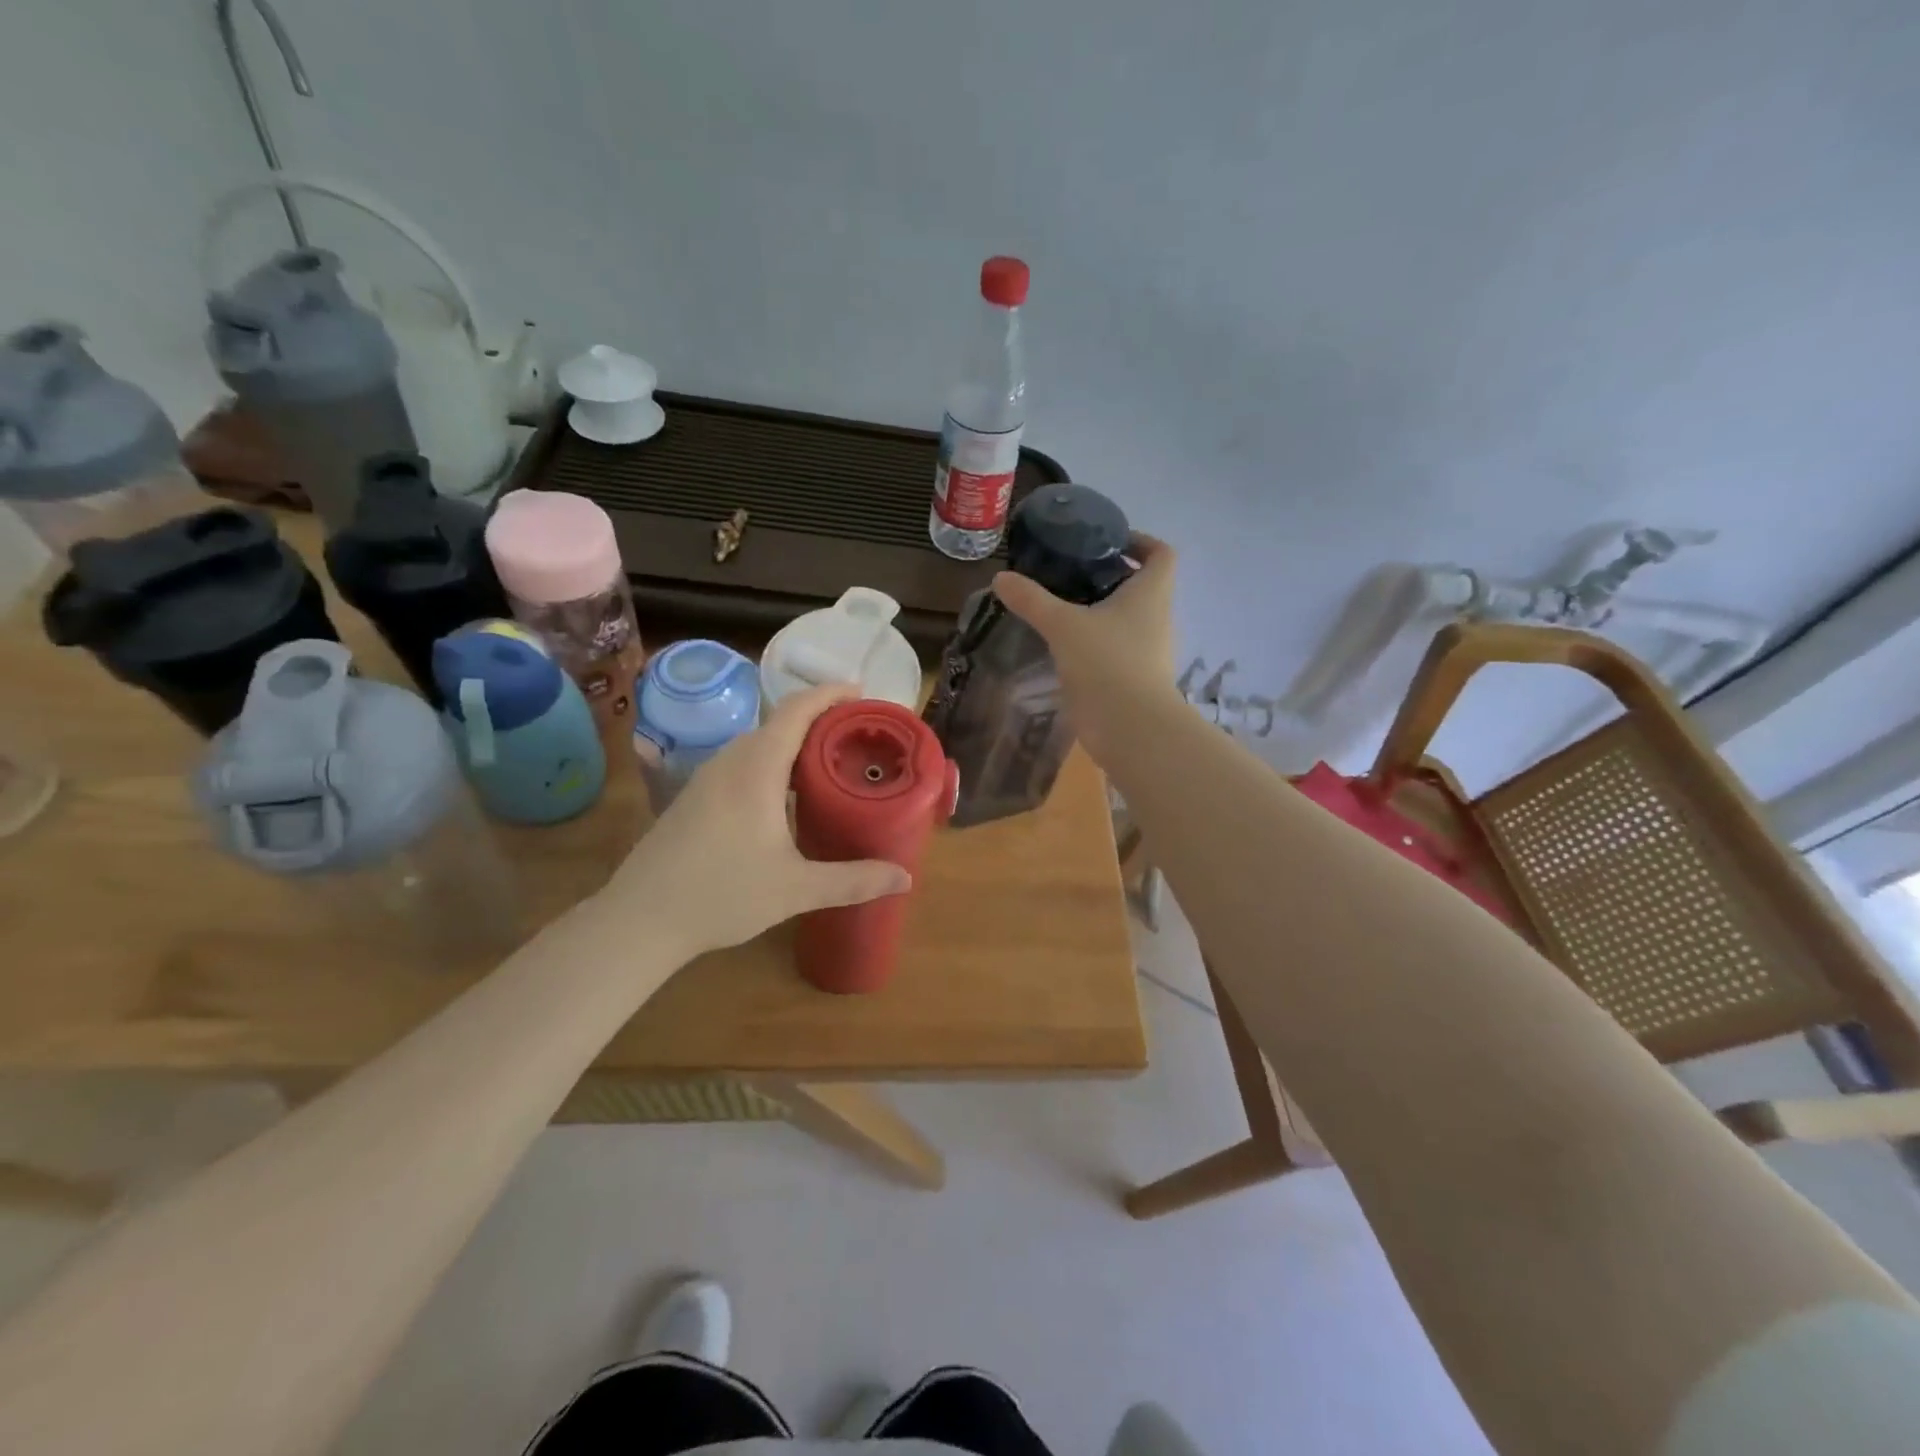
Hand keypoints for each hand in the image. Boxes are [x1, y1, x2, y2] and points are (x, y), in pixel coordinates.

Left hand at [604, 684, 911, 958]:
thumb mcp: (796, 889)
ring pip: (759, 743)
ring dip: (795, 743)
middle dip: (820, 720)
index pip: (797, 709)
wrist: (639, 919)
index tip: (861, 692)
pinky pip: (743, 762)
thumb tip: (905, 878)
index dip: (830, 693)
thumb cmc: (722, 895)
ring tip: (829, 763)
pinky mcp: (695, 797)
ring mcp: (707, 778)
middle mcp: (730, 762)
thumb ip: (853, 881)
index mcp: (757, 768)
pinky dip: (773, 762)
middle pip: (780, 722)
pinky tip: (786, 797)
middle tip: (858, 737)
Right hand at [991, 533, 1179, 761]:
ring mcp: (1150, 651)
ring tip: (1064, 608)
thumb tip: (1001, 577)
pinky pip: (1119, 648)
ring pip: (1129, 619)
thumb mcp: (1063, 625)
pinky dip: (1098, 642)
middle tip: (1071, 573)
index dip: (1140, 541)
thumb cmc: (1106, 663)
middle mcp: (1158, 617)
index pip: (1160, 553)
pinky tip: (1067, 646)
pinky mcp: (1137, 678)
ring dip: (1102, 610)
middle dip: (1110, 576)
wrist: (1131, 728)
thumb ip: (1032, 600)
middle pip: (1142, 585)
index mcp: (1151, 593)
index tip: (1107, 542)